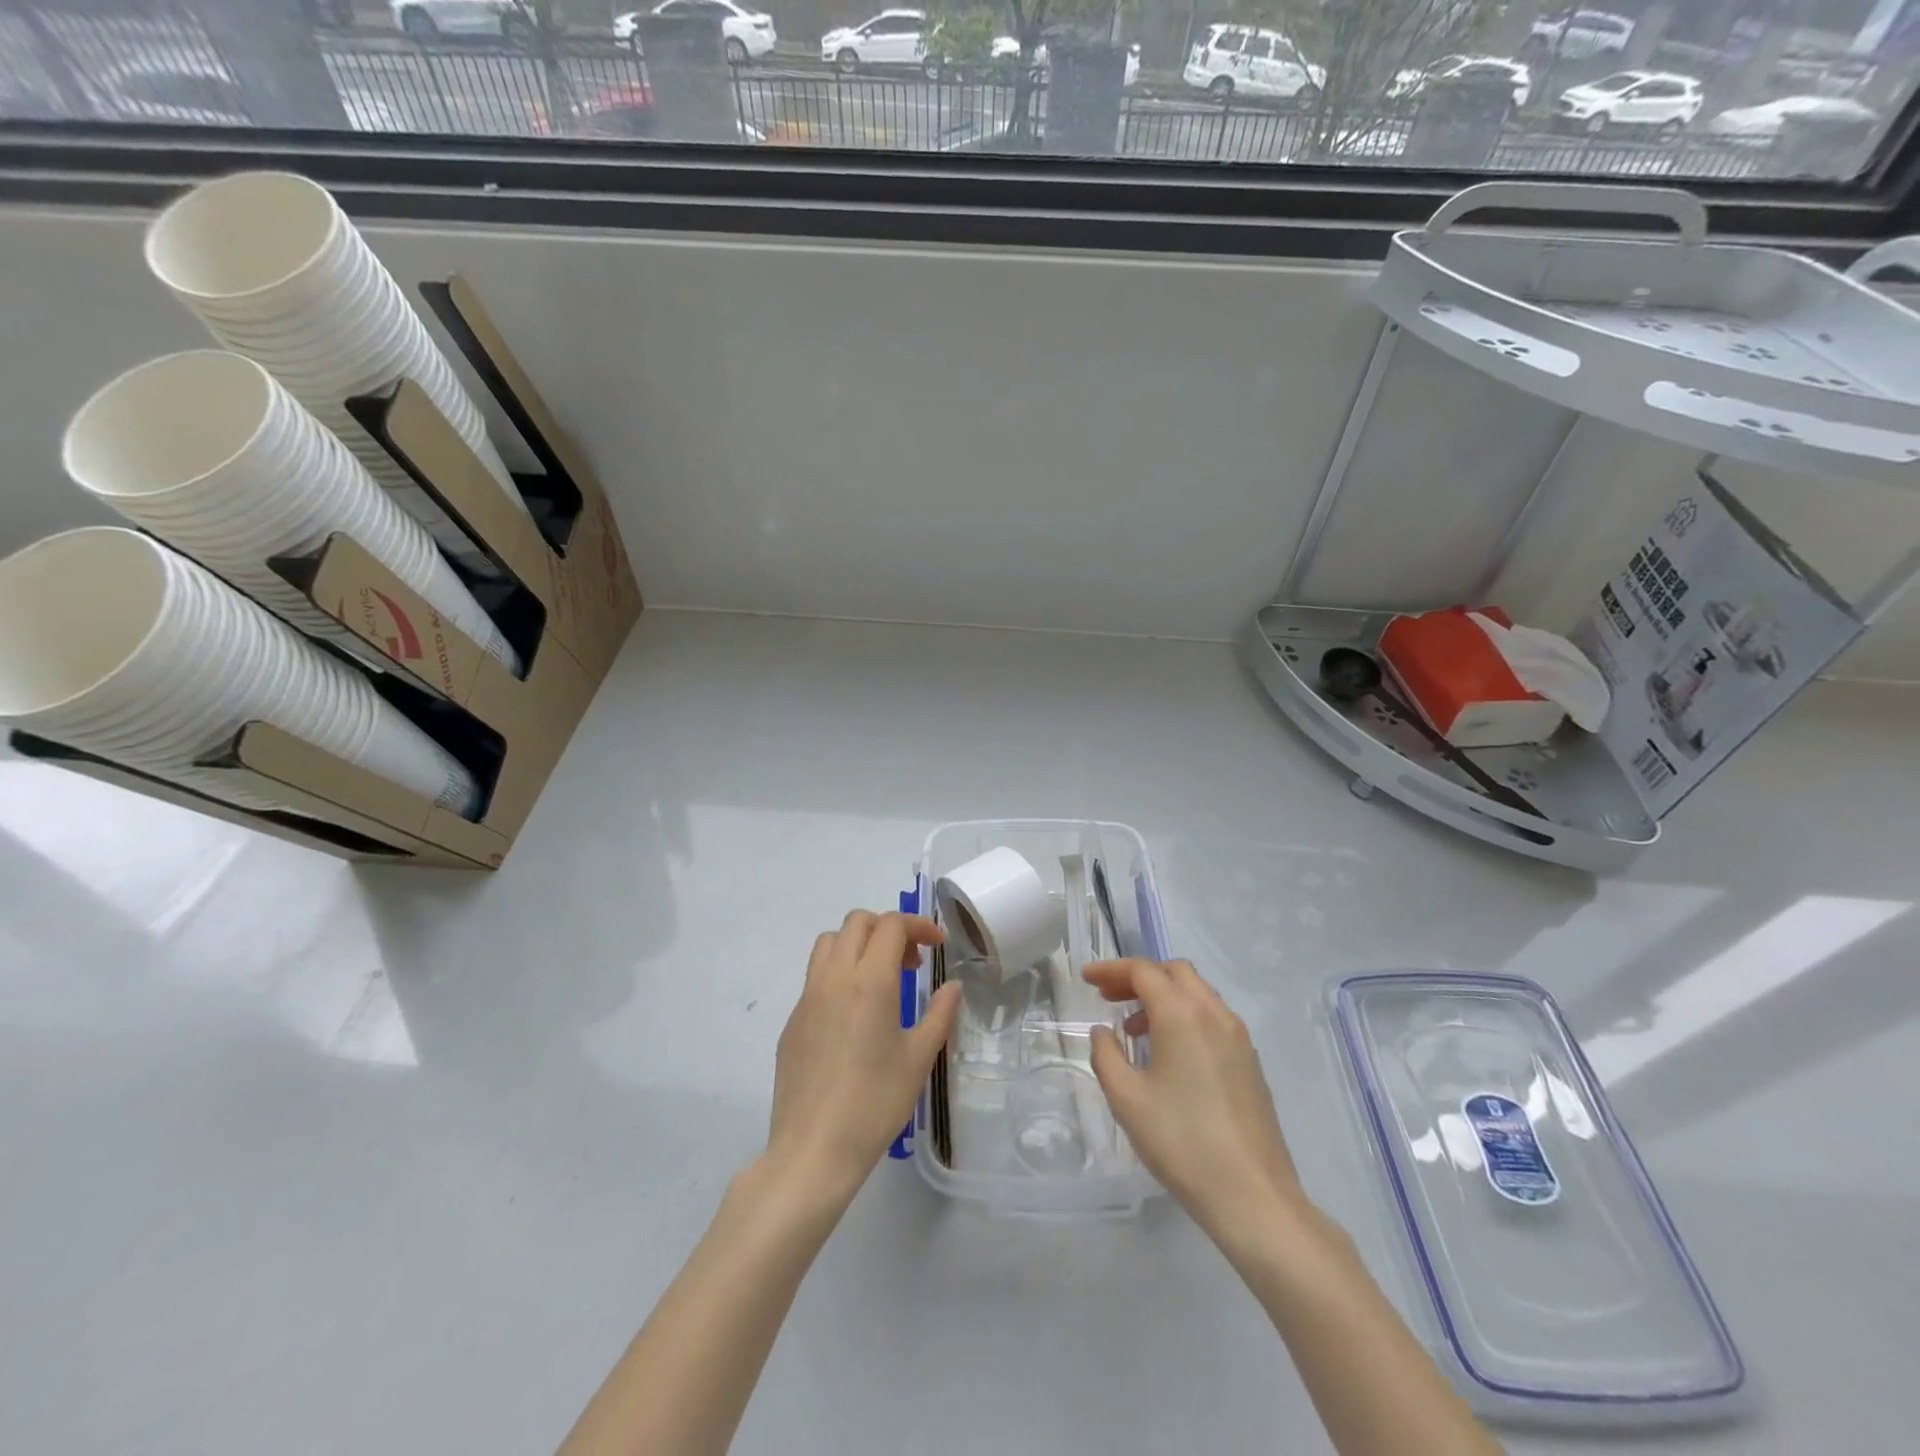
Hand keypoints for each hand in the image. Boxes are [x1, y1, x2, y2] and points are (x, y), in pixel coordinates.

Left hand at [767, 910, 961, 1204]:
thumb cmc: (875, 1104)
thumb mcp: (919, 1059)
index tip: (938, 945)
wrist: (813, 1150)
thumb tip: (952, 986)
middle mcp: (834, 978)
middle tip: (910, 963)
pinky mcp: (792, 1021)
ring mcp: (807, 998)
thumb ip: (939, 1014)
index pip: (891, 926)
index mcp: (870, 981)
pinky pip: (815, 977)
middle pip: (857, 922)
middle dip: (888, 929)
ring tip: (880, 979)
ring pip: (830, 943)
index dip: (918, 925)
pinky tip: (853, 1016)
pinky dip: (839, 974)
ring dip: (858, 945)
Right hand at [1085, 957, 1307, 1243]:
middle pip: (1174, 973)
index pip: (1143, 971)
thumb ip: (1106, 1055)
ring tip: (1133, 1030)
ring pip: (1197, 993)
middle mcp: (1214, 1014)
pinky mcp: (1250, 1062)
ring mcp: (1238, 1038)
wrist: (1252, 1196)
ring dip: (1163, 997)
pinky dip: (1184, 1017)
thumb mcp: (1126, 1098)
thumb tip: (1103, 1032)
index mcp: (1182, 1014)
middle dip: (1138, 977)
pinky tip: (1168, 1054)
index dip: (1111, 969)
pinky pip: (1212, 1018)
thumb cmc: (1181, 1142)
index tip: (1086, 978)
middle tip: (1109, 997)